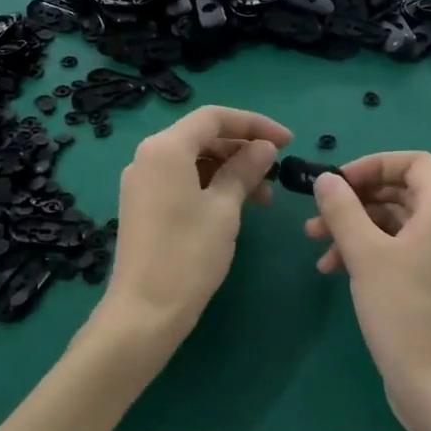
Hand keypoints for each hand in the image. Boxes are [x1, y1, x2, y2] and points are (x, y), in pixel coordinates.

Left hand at [95, 106, 291, 372]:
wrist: (144, 312)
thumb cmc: (188, 255)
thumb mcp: (224, 208)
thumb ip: (244, 169)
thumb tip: (264, 147)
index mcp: (165, 148)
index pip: (214, 118)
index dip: (254, 124)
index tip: (288, 142)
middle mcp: (148, 156)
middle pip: (202, 136)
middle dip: (242, 148)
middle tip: (277, 171)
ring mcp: (142, 181)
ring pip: (193, 159)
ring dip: (230, 170)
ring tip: (263, 197)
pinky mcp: (142, 204)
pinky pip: (181, 179)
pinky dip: (210, 185)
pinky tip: (235, 206)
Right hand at [304, 153, 430, 430]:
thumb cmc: (405, 313)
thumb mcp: (365, 256)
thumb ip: (343, 210)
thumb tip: (326, 179)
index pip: (414, 162)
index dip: (373, 164)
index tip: (338, 184)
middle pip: (402, 192)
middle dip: (356, 200)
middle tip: (317, 216)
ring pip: (398, 224)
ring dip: (357, 228)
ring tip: (316, 246)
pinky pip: (403, 252)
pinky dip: (371, 253)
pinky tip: (336, 271)